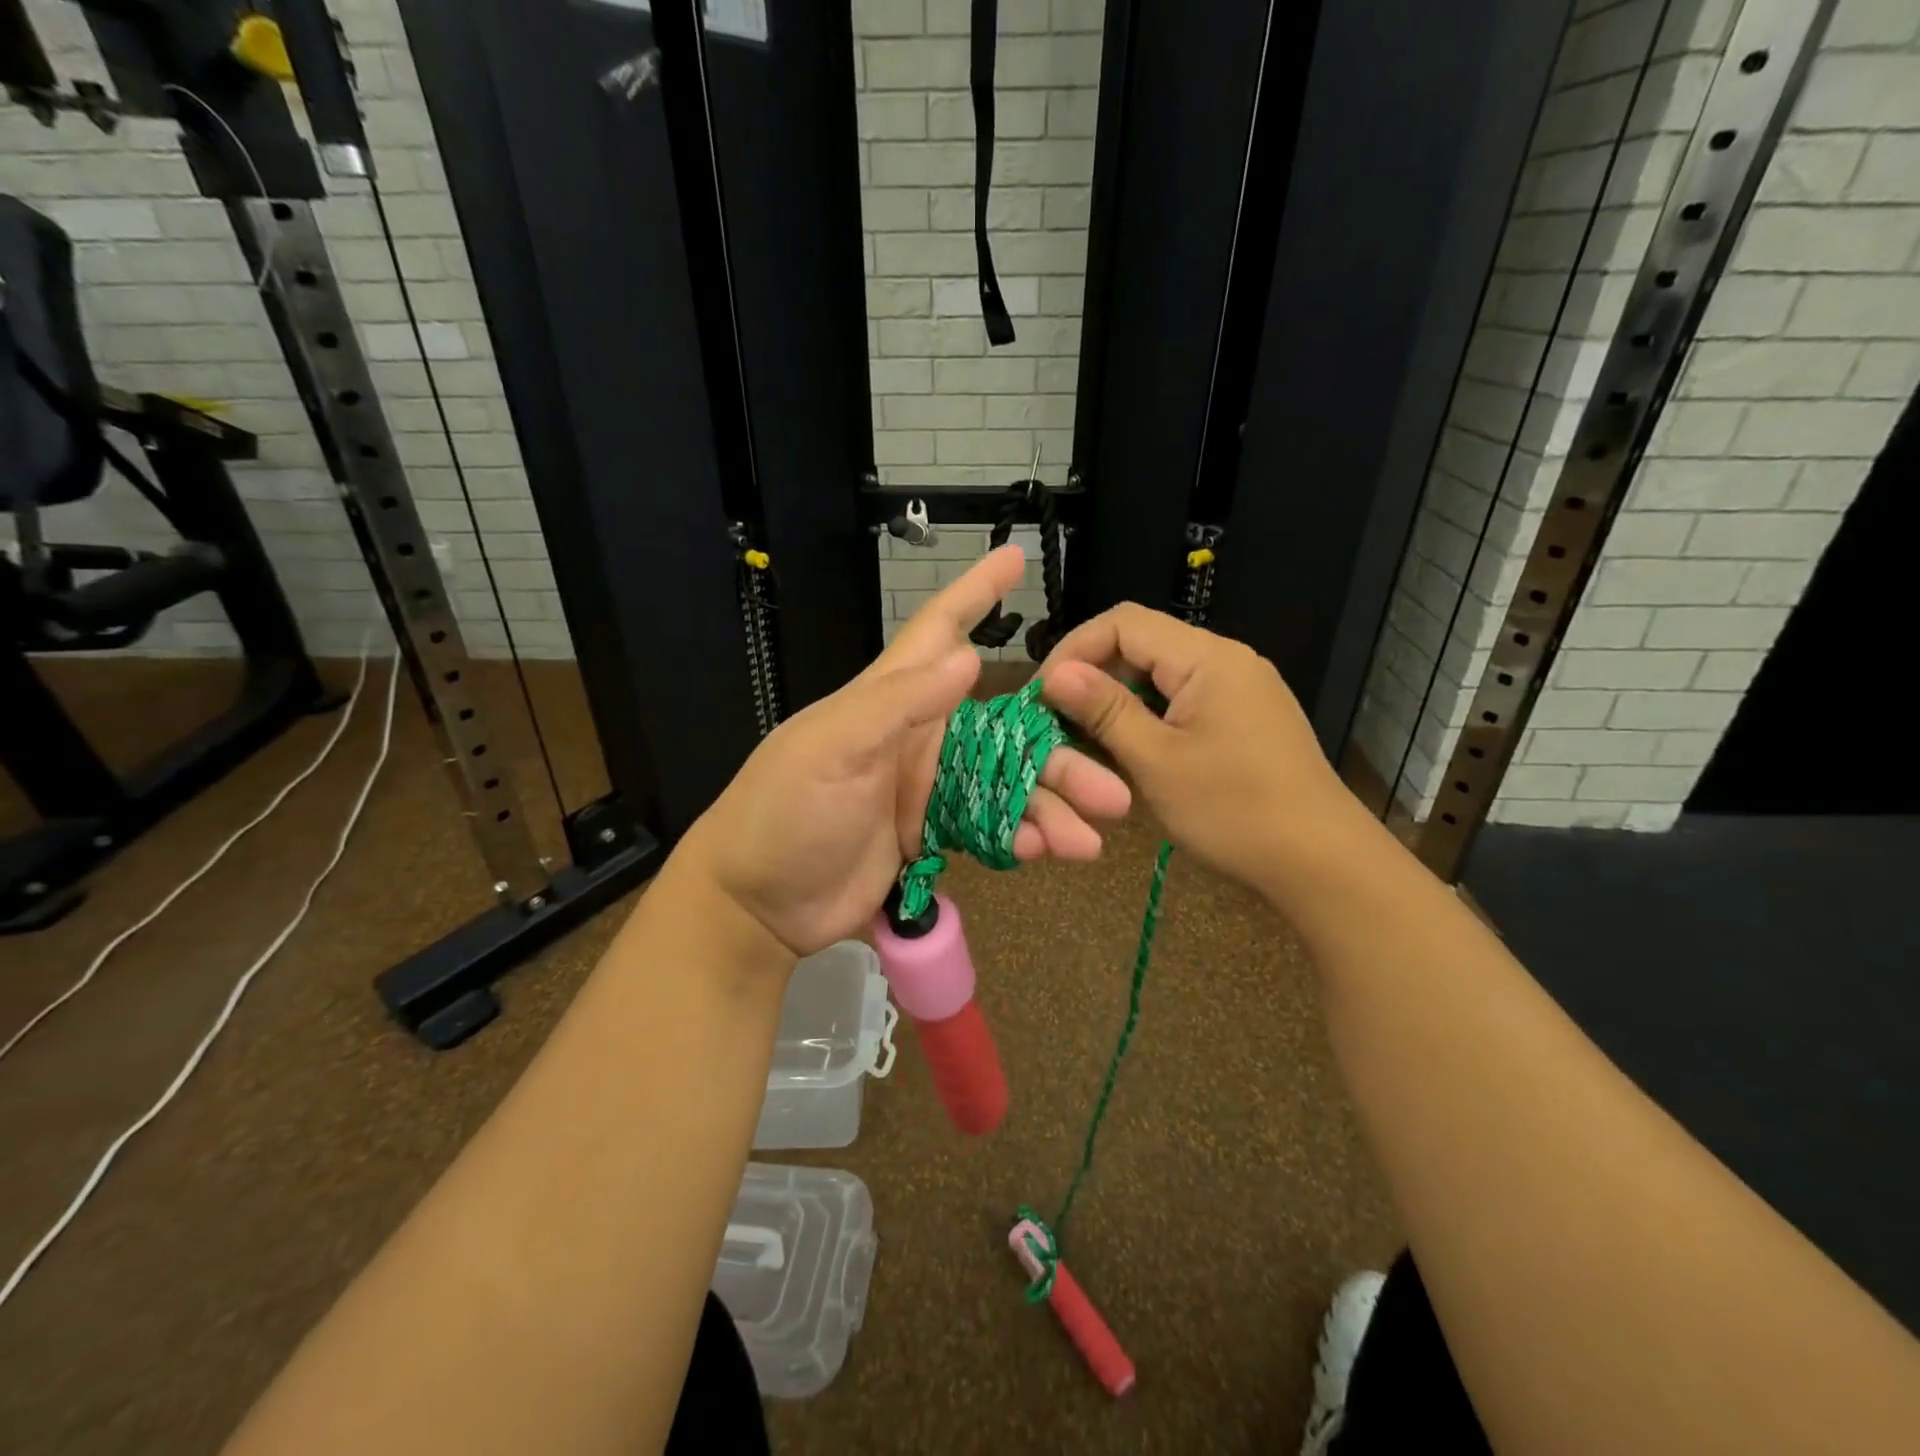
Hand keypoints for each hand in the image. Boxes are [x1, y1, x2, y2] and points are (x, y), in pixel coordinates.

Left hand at [686, 546, 1131, 958]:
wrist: (759, 904)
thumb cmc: (786, 812)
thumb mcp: (833, 748)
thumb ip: (898, 703)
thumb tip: (968, 657)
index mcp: (890, 700)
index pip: (939, 631)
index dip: (976, 593)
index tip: (1014, 558)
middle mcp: (918, 737)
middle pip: (1003, 730)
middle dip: (1056, 751)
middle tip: (1111, 782)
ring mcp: (926, 788)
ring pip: (1006, 785)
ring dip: (1051, 805)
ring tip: (1095, 835)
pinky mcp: (930, 835)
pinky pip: (989, 827)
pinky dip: (1022, 836)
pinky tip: (1053, 850)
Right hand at [1038, 603, 1365, 892]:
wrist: (1321, 862)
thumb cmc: (1234, 812)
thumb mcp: (1157, 762)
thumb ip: (1105, 711)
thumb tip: (1055, 674)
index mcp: (1208, 658)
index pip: (1123, 623)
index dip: (1074, 650)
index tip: (1041, 694)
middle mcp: (1226, 658)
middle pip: (1142, 643)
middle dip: (1093, 675)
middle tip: (1056, 719)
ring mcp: (1240, 687)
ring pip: (1160, 673)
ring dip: (1118, 698)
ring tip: (1084, 737)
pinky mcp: (1244, 715)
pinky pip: (1182, 697)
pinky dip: (1147, 715)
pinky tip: (1128, 749)